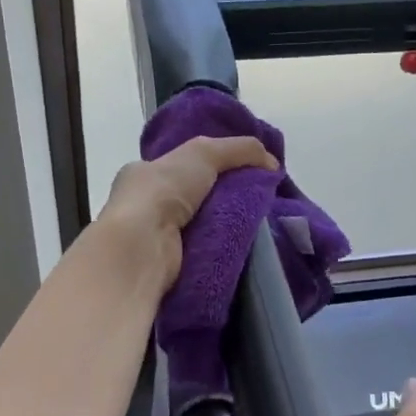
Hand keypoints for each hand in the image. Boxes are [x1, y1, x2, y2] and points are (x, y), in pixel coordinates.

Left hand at [95, 135, 276, 289]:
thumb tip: (272, 163)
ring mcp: (153, 238)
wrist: (143, 246)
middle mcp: (143, 205)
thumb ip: (240, 149)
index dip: (209, 165)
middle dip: (223, 197)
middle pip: (193, 197)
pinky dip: (221, 249)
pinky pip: (202, 252)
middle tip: (258, 200)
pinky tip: (244, 247)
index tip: (240, 171)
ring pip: (200, 225)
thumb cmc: (163, 191)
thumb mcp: (204, 152)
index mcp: (142, 174)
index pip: (179, 165)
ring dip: (225, 225)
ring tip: (260, 225)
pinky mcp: (167, 266)